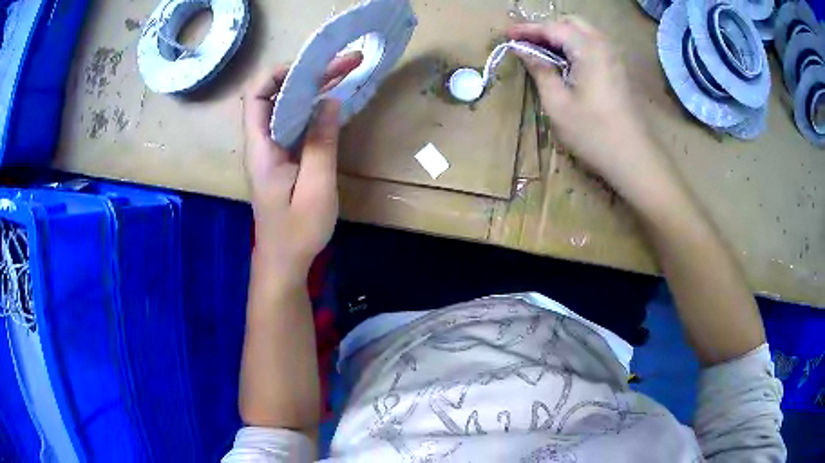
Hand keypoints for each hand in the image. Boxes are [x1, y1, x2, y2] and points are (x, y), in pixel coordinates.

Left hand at [243, 53, 361, 279]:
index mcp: (261, 149)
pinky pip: (295, 122)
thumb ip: (321, 144)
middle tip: (344, 63)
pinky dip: (313, 107)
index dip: (277, 74)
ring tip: (345, 73)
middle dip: (306, 74)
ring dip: (312, 88)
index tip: (312, 67)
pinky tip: (335, 101)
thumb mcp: (315, 189)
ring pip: (286, 107)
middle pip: (273, 95)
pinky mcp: (283, 157)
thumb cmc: (297, 232)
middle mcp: (262, 143)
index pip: (255, 96)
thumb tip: (329, 101)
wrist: (284, 262)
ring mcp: (272, 150)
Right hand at [508, 18, 668, 195]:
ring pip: (583, 33)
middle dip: (546, 28)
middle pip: (571, 23)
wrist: (633, 158)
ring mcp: (614, 58)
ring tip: (541, 52)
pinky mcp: (618, 70)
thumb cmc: (593, 133)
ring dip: (561, 37)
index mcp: (588, 49)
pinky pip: (593, 46)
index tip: (506, 35)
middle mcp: (604, 46)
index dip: (527, 29)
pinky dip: (574, 47)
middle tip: (526, 44)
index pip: (552, 27)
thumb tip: (523, 50)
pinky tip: (564, 63)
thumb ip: (540, 70)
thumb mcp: (558, 103)